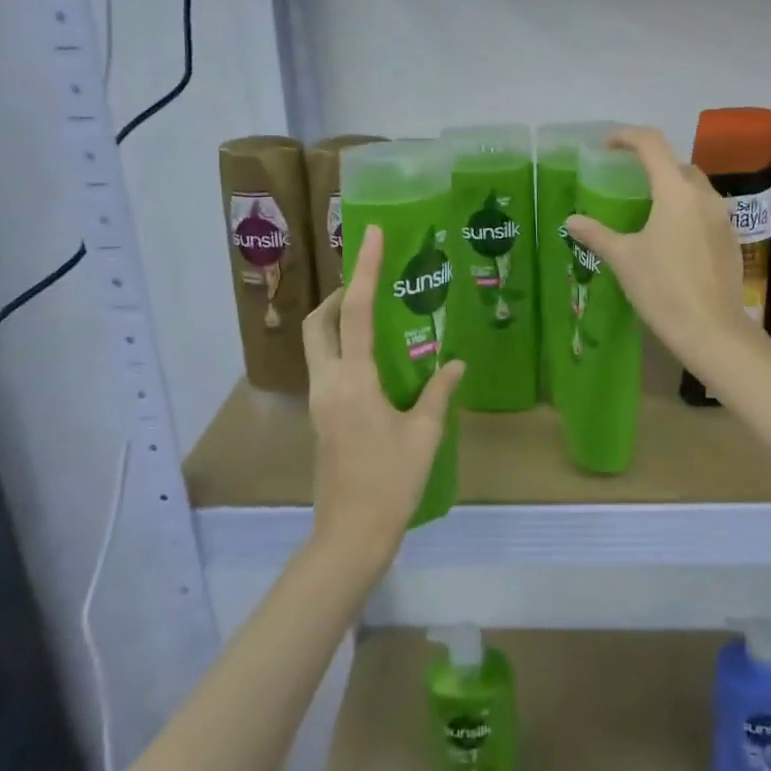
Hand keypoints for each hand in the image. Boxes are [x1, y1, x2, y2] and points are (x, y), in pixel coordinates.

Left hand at [303, 225, 463, 567]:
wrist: (350, 535)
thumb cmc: (391, 483)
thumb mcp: (424, 435)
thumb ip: (438, 392)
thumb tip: (454, 362)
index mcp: (353, 381)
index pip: (355, 312)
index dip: (366, 269)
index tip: (373, 234)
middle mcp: (327, 383)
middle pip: (317, 323)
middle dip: (337, 295)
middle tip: (370, 285)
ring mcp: (319, 401)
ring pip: (316, 344)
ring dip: (336, 320)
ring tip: (375, 316)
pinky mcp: (321, 417)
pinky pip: (326, 366)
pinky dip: (341, 348)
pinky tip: (375, 360)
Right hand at [565, 126, 760, 380]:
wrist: (712, 331)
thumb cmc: (663, 289)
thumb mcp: (623, 259)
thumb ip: (597, 234)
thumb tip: (571, 221)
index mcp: (675, 192)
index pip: (652, 144)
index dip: (627, 136)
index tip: (606, 145)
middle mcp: (703, 196)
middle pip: (677, 163)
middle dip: (651, 163)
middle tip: (626, 177)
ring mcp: (722, 217)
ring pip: (694, 187)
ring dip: (671, 186)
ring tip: (647, 207)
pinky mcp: (730, 239)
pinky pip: (705, 210)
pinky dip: (685, 209)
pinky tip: (671, 236)